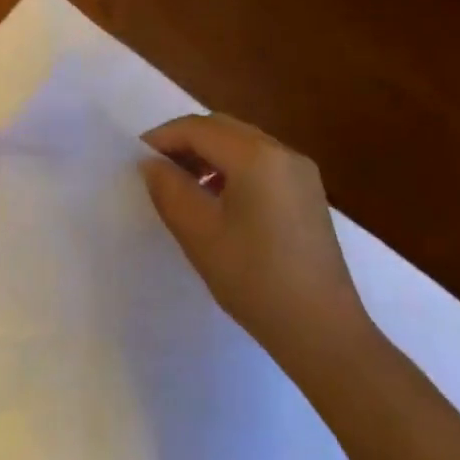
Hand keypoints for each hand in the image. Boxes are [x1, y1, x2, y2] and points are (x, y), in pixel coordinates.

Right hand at [139, 113, 371, 371]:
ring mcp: (300, 171)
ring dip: (208, 154)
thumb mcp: (199, 233)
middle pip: (223, 128)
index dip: (163, 138)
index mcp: (256, 156)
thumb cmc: (254, 279)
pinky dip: (232, 167)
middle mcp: (282, 152)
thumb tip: (152, 163)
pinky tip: (218, 199)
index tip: (137, 159)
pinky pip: (261, 162)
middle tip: (157, 169)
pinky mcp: (308, 193)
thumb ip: (169, 189)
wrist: (322, 331)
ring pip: (242, 143)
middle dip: (185, 142)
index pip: (198, 128)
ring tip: (183, 184)